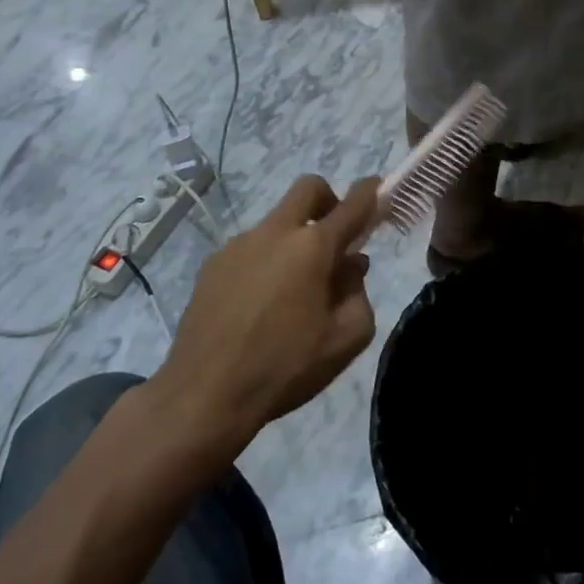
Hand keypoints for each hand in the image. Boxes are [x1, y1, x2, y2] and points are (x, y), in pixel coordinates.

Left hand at [148, 175, 378, 459]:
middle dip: (329, 200)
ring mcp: (239, 245)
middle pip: (308, 189)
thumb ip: (359, 294)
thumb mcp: (345, 340)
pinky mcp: (212, 265)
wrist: (204, 395)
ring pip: (277, 222)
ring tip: (292, 290)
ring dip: (295, 239)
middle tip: (334, 239)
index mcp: (313, 247)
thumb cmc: (285, 367)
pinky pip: (251, 248)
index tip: (379, 189)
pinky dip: (266, 261)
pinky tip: (260, 304)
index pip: (352, 204)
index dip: (371, 192)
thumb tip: (351, 267)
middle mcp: (275, 233)